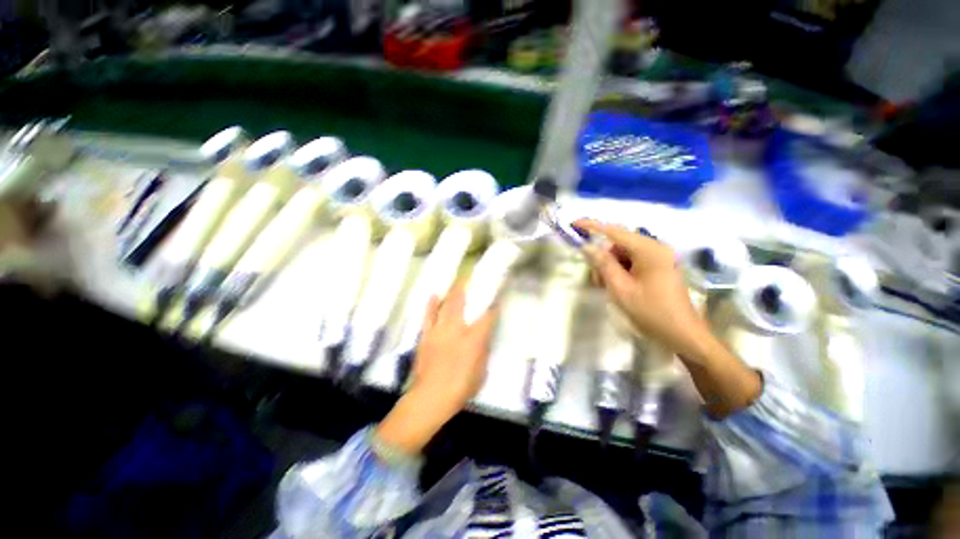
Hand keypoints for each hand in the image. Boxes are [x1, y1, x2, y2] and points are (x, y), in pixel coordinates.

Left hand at [410, 283, 498, 410]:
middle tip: (472, 277)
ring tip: (457, 281)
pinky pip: (429, 316)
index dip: (493, 307)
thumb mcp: (481, 372)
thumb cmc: (460, 388)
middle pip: (462, 303)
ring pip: (446, 305)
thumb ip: (483, 351)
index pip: (487, 317)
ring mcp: (439, 330)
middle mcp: (457, 329)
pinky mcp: (426, 336)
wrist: (430, 397)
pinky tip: (434, 295)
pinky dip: (432, 305)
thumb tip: (483, 338)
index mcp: (474, 339)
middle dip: (468, 288)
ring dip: (452, 292)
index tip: (496, 300)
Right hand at [575, 219, 761, 416]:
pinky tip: (618, 286)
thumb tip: (588, 247)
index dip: (592, 226)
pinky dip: (621, 270)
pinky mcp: (659, 267)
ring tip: (607, 287)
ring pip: (624, 253)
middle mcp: (656, 248)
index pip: (614, 231)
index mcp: (649, 250)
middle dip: (603, 258)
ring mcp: (659, 257)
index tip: (574, 224)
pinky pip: (633, 261)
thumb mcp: (621, 289)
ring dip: (611, 266)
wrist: (683, 334)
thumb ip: (603, 264)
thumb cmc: (651, 312)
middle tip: (596, 279)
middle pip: (619, 244)